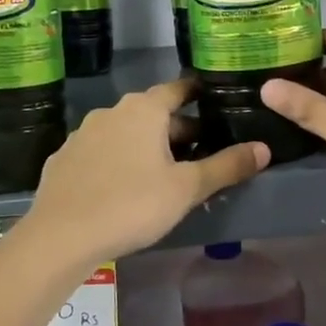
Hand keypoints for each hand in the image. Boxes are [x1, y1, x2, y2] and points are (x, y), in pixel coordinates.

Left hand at [27, 77, 268, 261]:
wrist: (60, 236)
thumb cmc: (132, 204)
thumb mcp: (187, 188)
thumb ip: (227, 166)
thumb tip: (264, 148)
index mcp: (144, 110)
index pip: (178, 89)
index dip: (198, 93)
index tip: (215, 101)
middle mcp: (111, 112)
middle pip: (153, 113)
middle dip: (177, 129)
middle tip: (201, 153)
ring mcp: (82, 135)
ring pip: (125, 133)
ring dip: (147, 146)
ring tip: (165, 173)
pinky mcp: (64, 160)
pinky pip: (101, 153)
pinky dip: (118, 161)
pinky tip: (125, 188)